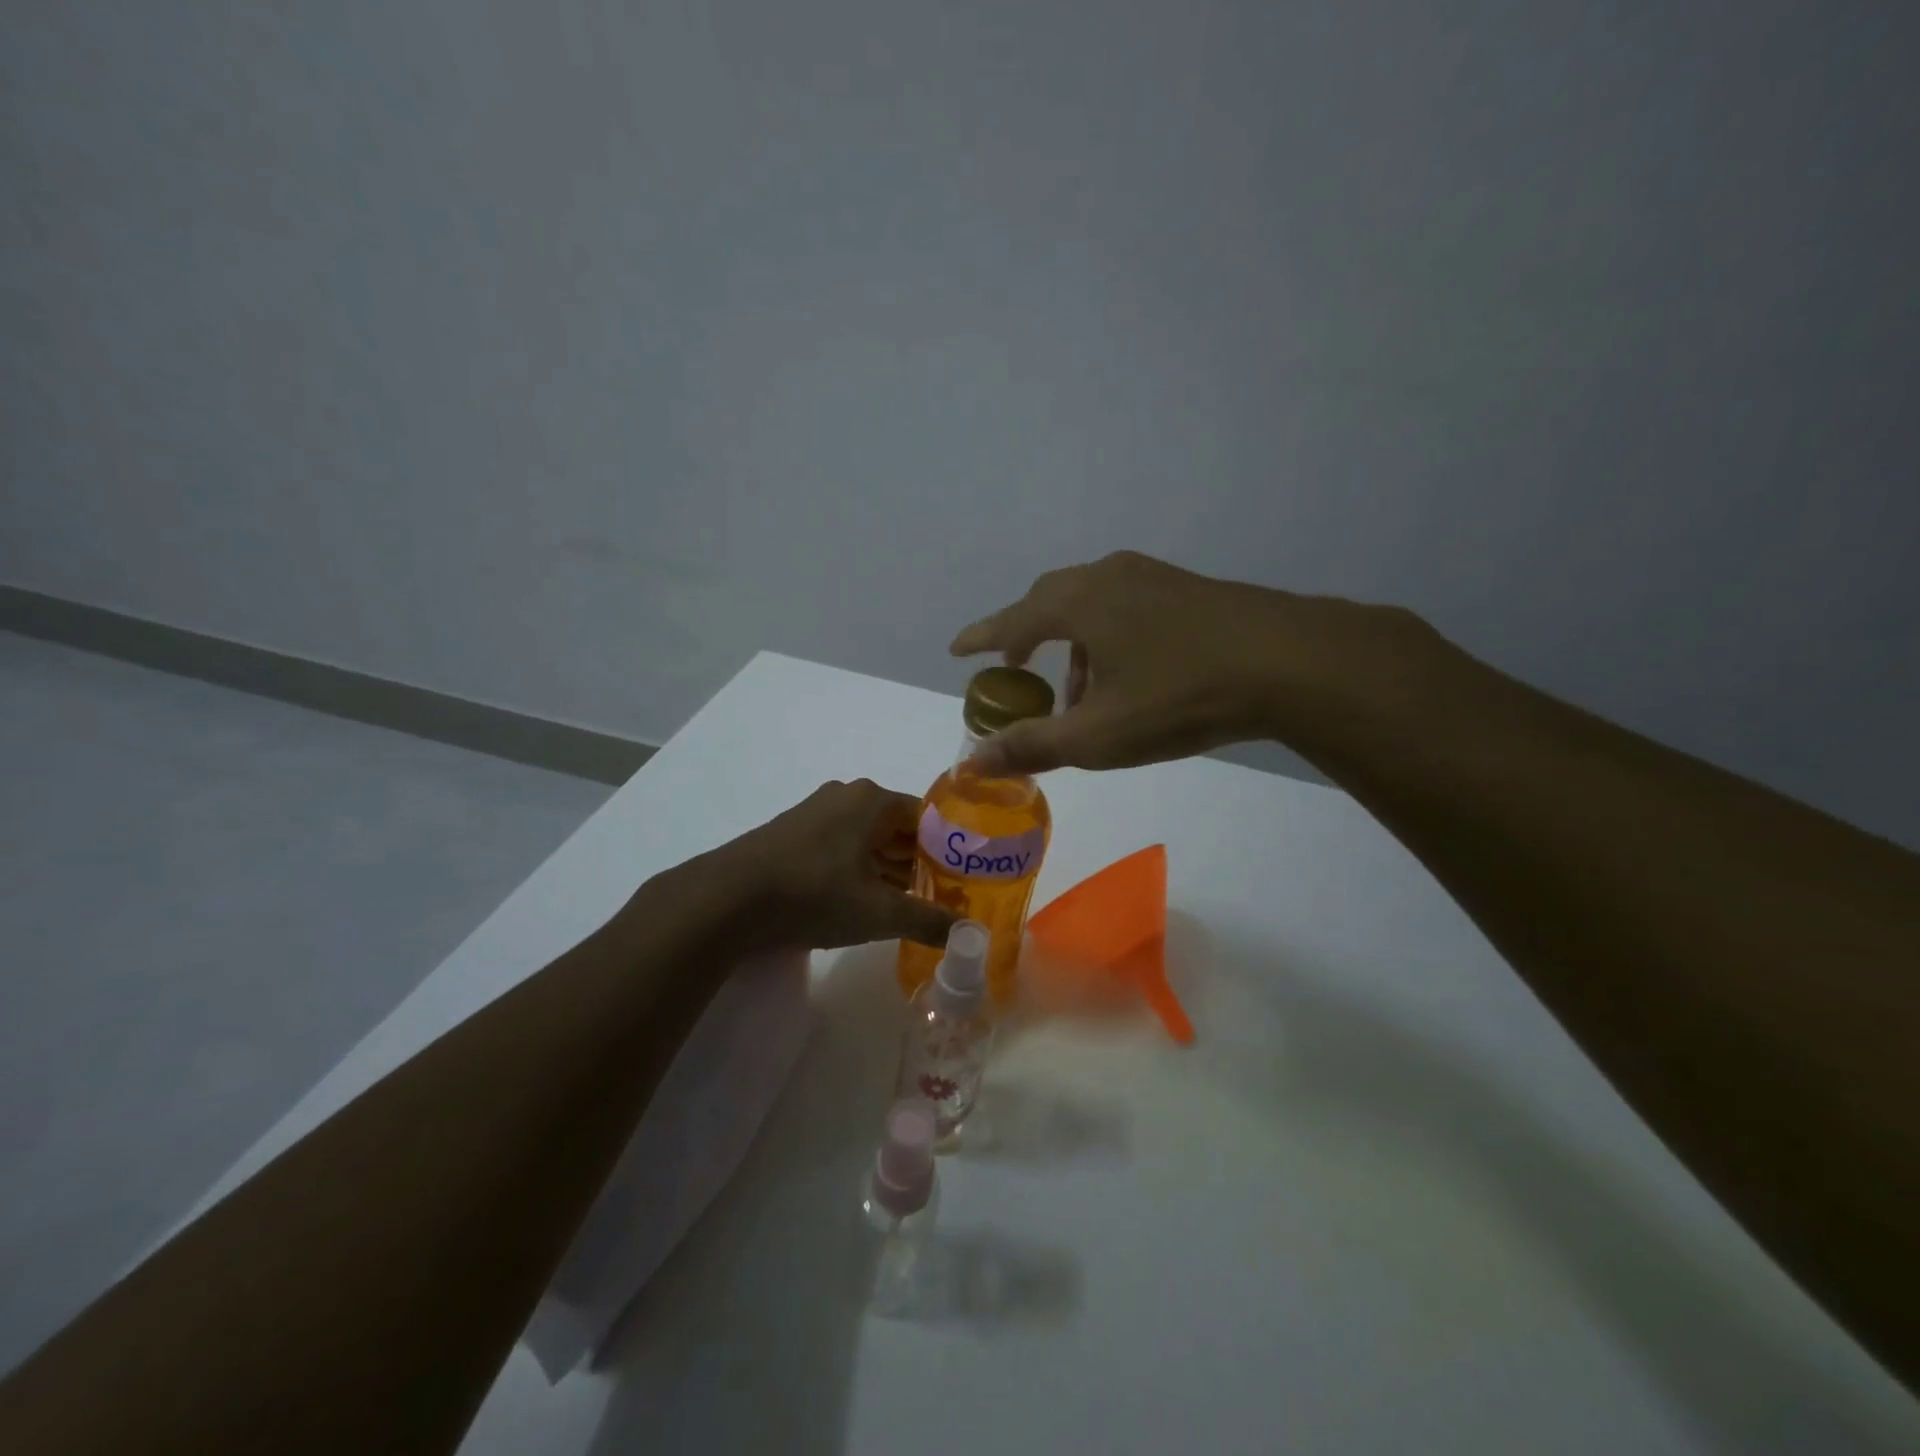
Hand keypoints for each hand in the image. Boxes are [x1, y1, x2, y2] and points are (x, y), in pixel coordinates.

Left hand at [697, 779, 955, 953]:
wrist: (728, 900)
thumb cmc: (814, 894)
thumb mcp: (879, 912)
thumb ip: (928, 920)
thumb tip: (971, 934)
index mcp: (873, 800)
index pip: (927, 817)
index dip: (948, 849)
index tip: (962, 880)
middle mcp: (846, 796)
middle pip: (898, 827)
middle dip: (919, 862)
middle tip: (940, 897)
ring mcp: (816, 812)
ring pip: (868, 838)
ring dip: (888, 868)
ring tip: (907, 905)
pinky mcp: (793, 833)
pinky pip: (841, 846)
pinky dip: (859, 869)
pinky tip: (862, 900)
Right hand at [951, 551, 1429, 774]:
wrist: (1290, 663)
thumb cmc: (1180, 697)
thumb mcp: (1098, 735)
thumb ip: (1032, 746)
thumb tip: (974, 761)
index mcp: (1079, 603)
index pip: (1012, 619)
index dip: (981, 637)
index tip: (958, 650)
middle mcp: (1109, 577)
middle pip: (1050, 600)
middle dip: (1027, 635)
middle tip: (1016, 668)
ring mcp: (1152, 577)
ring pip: (1092, 604)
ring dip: (1072, 644)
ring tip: (1079, 693)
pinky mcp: (1187, 588)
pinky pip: (1125, 605)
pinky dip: (1107, 636)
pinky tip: (1130, 675)